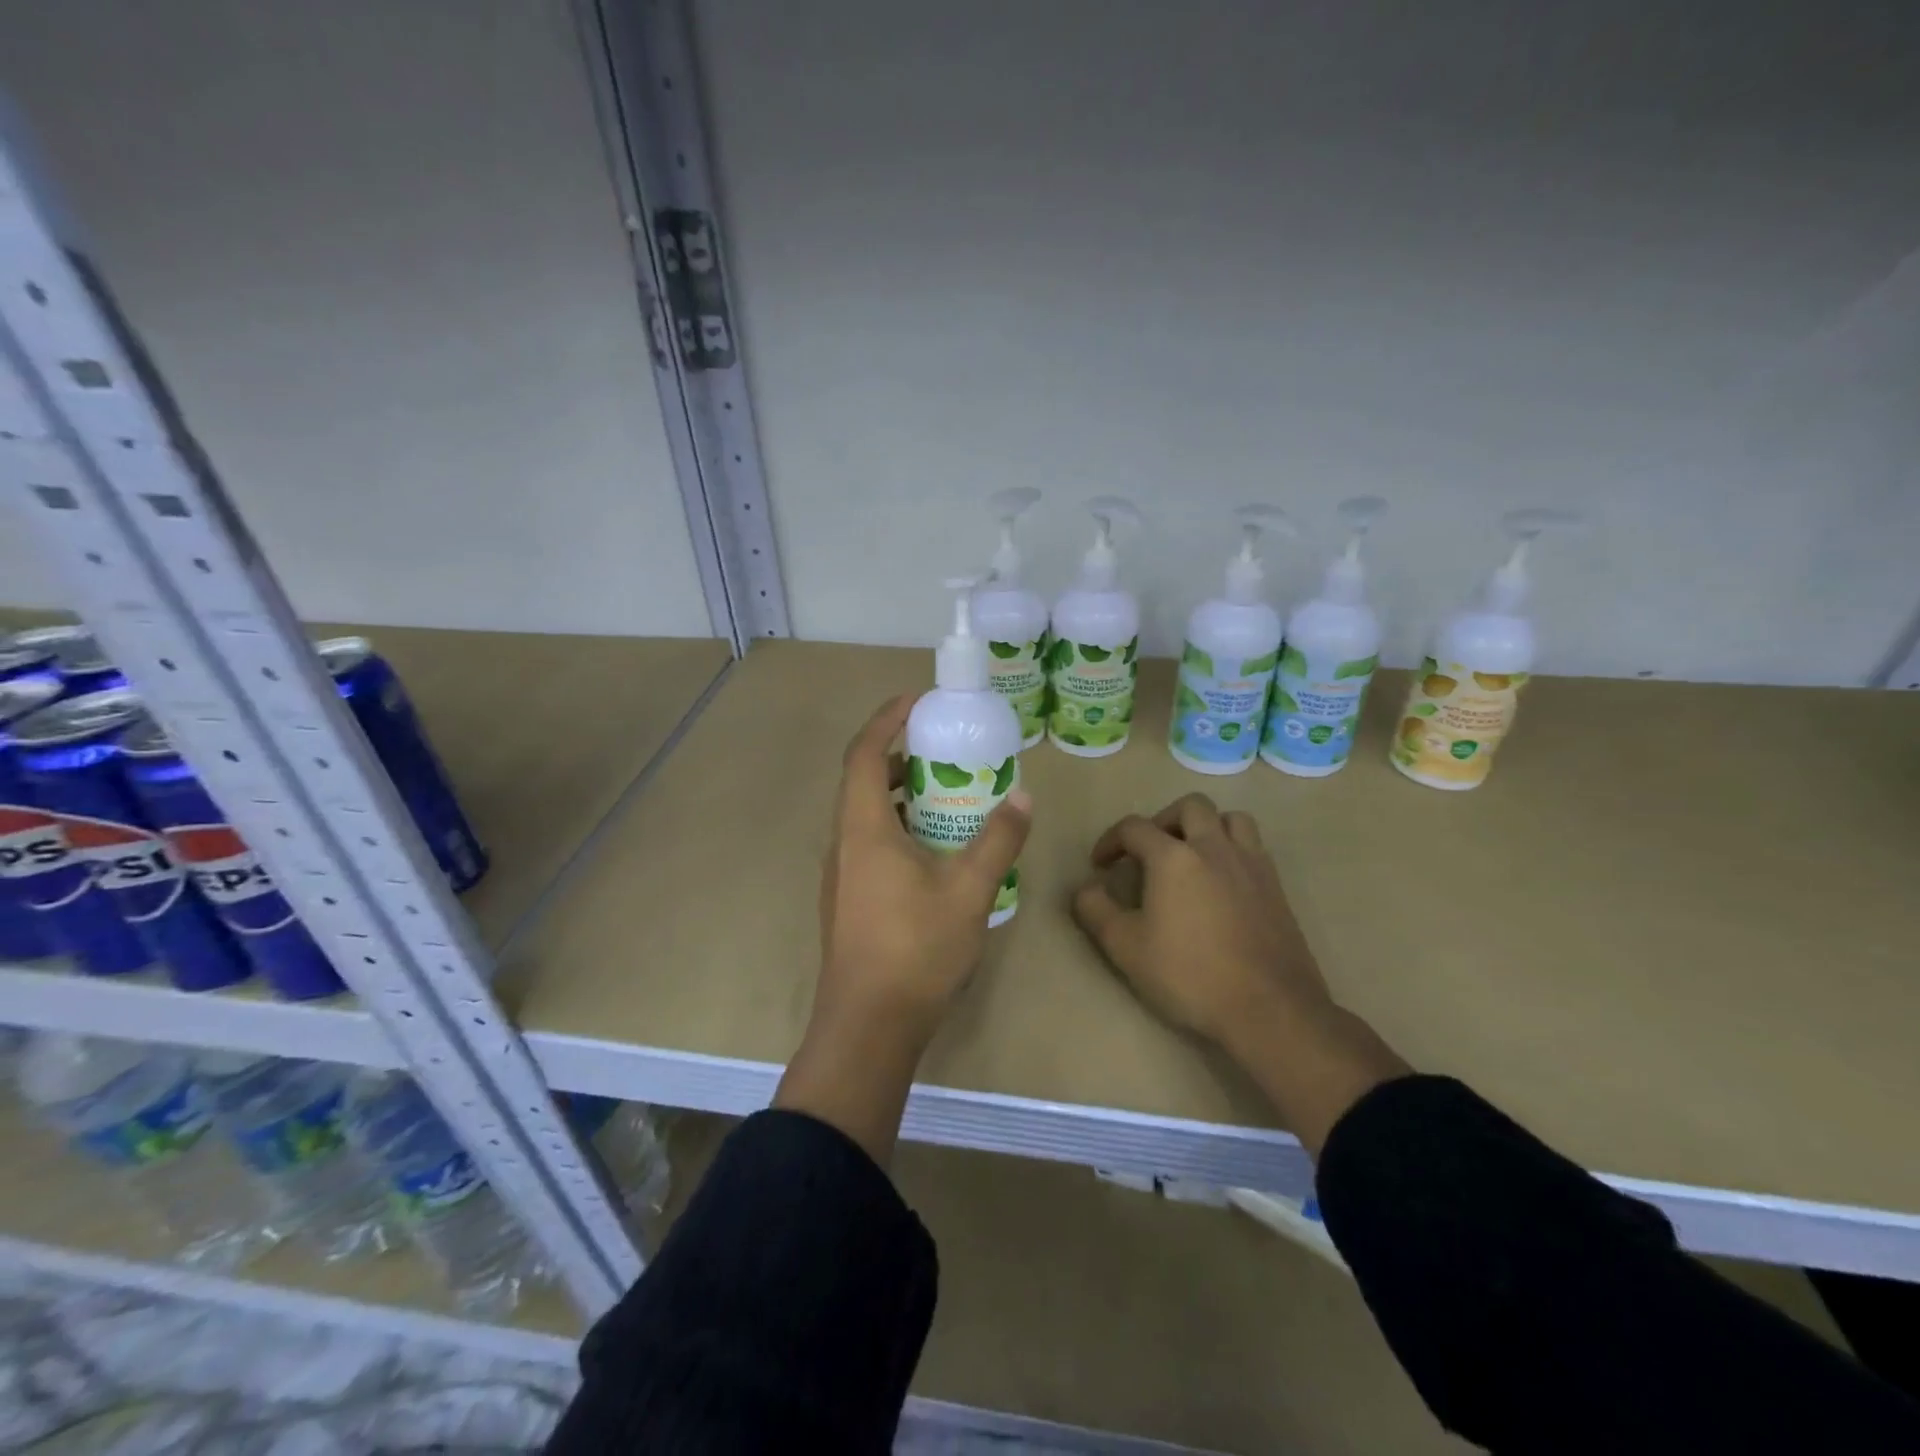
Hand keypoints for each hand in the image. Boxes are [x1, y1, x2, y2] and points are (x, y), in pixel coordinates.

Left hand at [817, 693, 1031, 1047]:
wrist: (868, 1027)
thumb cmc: (915, 950)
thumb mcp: (969, 891)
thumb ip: (998, 840)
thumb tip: (1023, 797)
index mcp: (863, 829)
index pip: (863, 753)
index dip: (886, 720)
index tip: (917, 702)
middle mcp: (844, 843)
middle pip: (862, 780)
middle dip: (899, 756)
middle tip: (943, 751)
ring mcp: (842, 874)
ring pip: (866, 815)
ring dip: (900, 795)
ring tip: (947, 795)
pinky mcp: (848, 899)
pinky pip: (870, 843)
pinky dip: (898, 827)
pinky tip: (936, 850)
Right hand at [1071, 793, 1325, 1045]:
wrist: (1270, 1009)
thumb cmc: (1190, 975)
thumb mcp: (1125, 948)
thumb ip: (1096, 910)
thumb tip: (1086, 887)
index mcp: (1174, 857)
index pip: (1134, 828)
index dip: (1110, 841)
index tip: (1100, 865)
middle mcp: (1214, 848)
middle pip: (1190, 807)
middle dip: (1163, 820)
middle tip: (1150, 851)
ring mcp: (1251, 865)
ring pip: (1230, 819)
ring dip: (1206, 827)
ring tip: (1191, 856)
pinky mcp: (1276, 887)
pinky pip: (1253, 848)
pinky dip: (1232, 850)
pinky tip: (1222, 883)